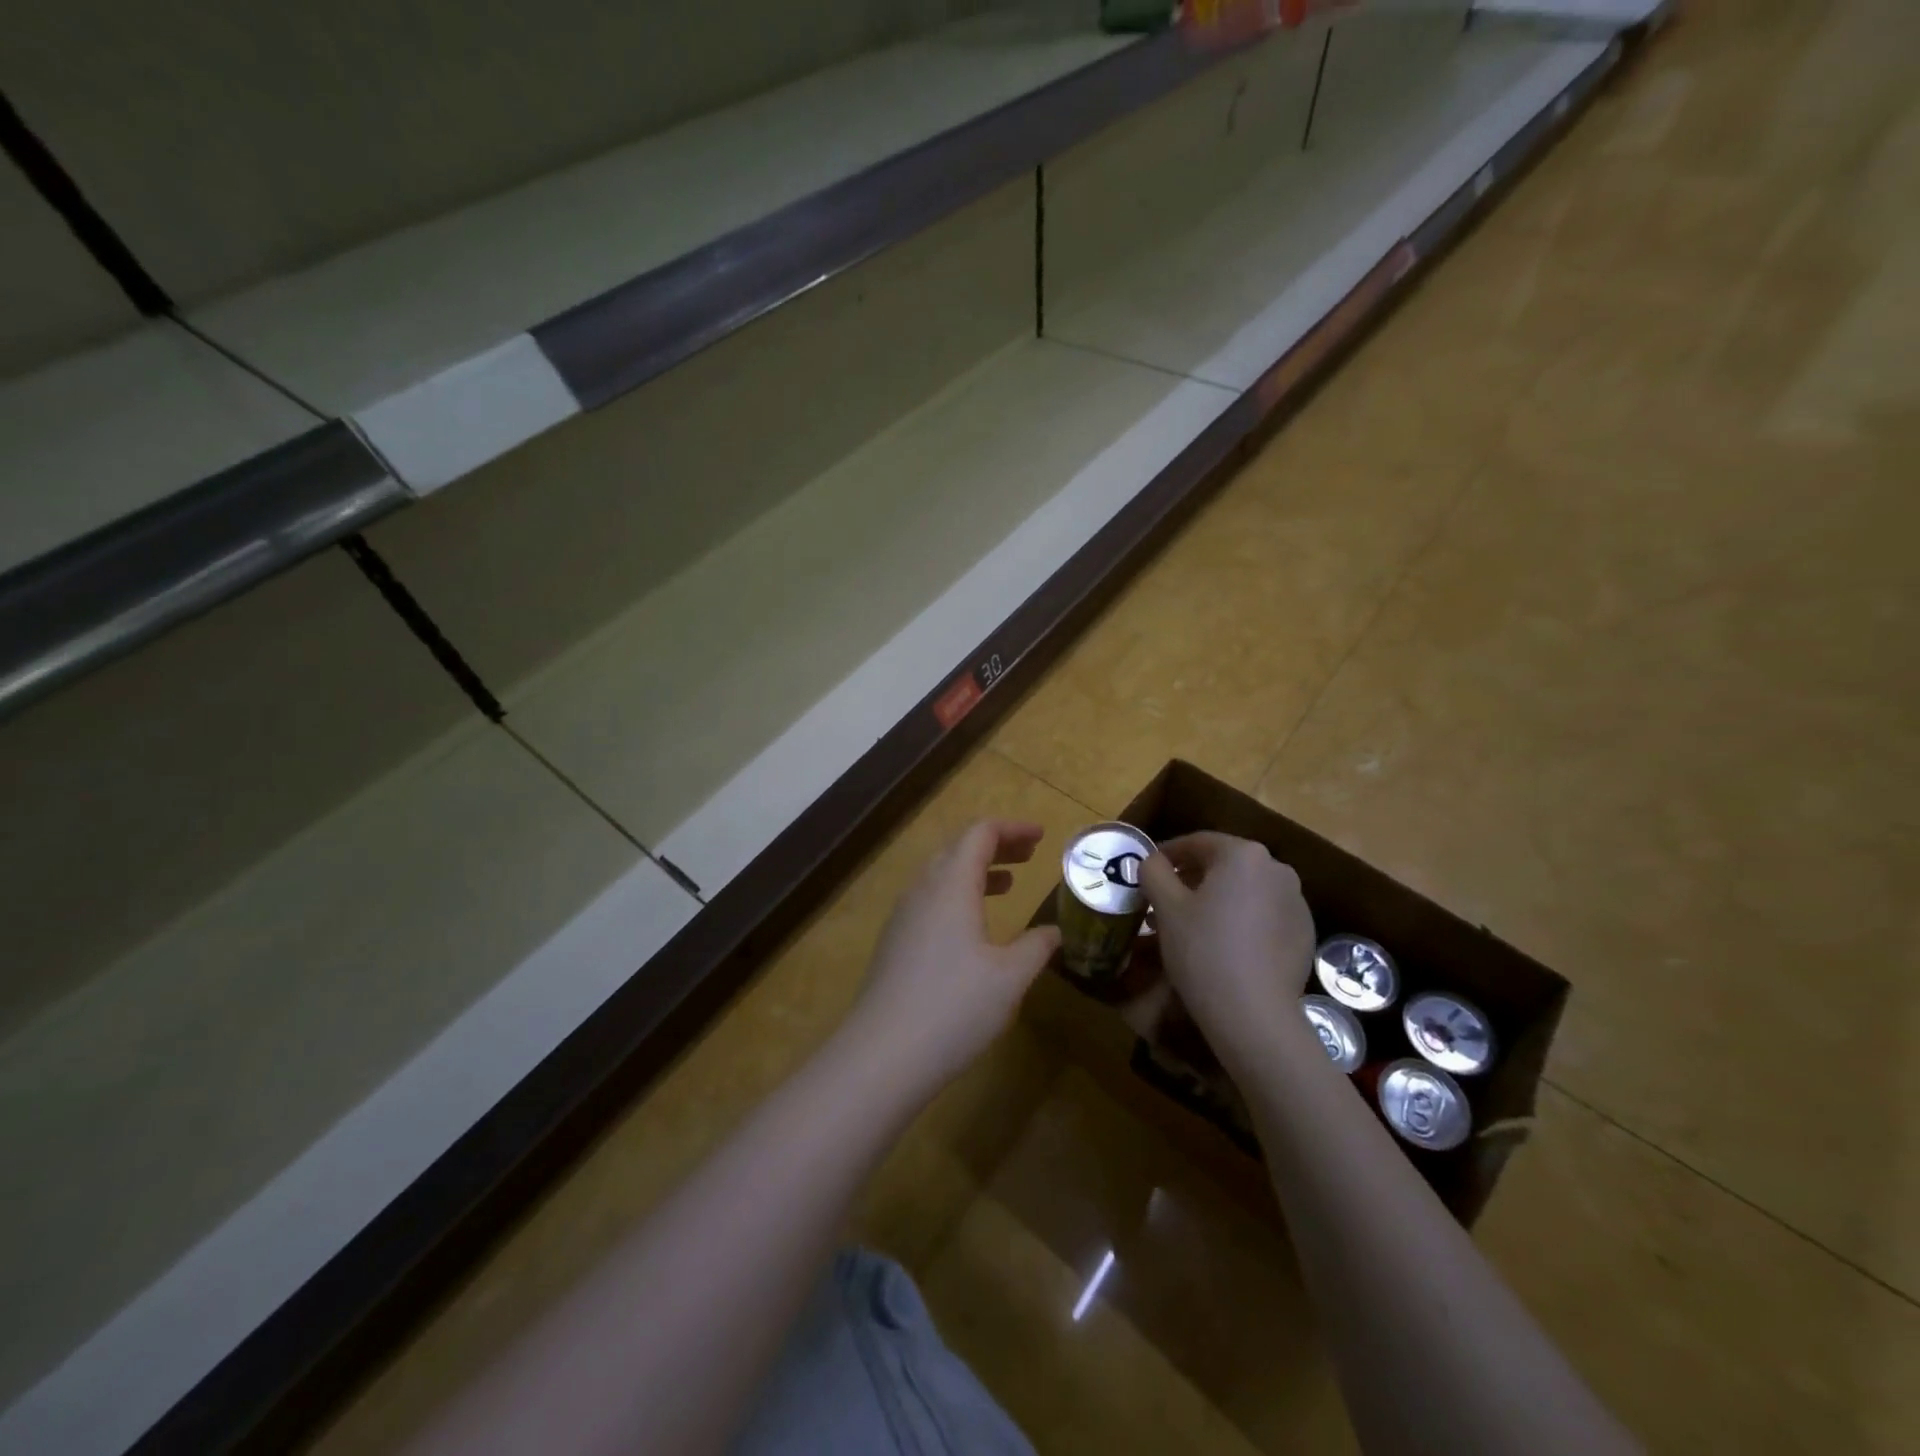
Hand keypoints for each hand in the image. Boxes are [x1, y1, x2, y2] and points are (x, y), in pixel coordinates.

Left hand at [844, 821, 1061, 1092]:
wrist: (883, 1054)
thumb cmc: (955, 1007)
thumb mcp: (1010, 977)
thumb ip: (1036, 947)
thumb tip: (1053, 932)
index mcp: (951, 884)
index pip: (980, 833)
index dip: (1012, 829)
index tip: (1042, 836)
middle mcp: (922, 890)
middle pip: (958, 848)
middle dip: (996, 845)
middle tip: (1030, 855)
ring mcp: (903, 916)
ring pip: (941, 875)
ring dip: (976, 871)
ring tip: (1008, 883)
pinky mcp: (894, 942)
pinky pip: (930, 900)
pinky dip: (958, 895)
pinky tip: (974, 926)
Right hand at [1140, 833, 1315, 1072]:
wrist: (1254, 1015)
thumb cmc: (1203, 949)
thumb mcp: (1165, 906)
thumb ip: (1154, 871)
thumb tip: (1152, 861)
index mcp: (1243, 854)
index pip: (1197, 842)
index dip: (1167, 854)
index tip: (1146, 872)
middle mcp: (1277, 869)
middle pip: (1223, 865)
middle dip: (1191, 879)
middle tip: (1163, 902)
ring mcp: (1296, 902)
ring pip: (1244, 891)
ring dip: (1215, 900)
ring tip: (1189, 927)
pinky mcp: (1304, 933)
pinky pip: (1263, 915)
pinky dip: (1240, 921)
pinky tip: (1221, 946)